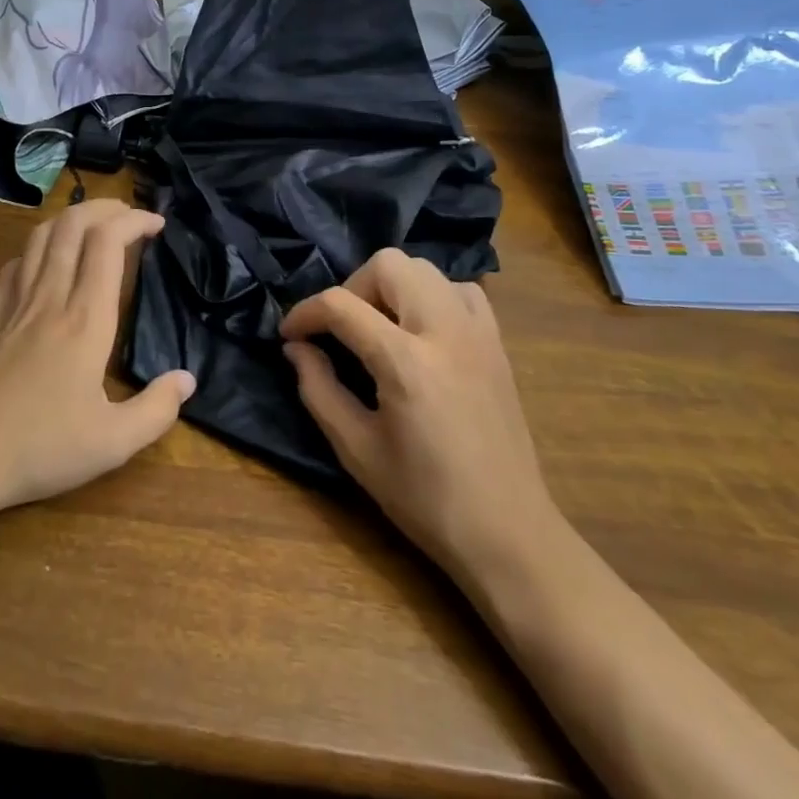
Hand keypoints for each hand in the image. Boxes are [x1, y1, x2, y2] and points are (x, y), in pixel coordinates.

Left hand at [0, 199, 195, 522]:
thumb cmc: (39, 448)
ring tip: (95, 226)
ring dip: (71, 218)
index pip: (108, 243)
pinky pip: (16, 264)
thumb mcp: (112, 443)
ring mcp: (16, 304)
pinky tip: (46, 262)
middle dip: (105, 207)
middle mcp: (50, 297)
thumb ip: (156, 410)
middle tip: (131, 216)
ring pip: (41, 236)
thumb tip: (187, 379)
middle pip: (73, 224)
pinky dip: (37, 248)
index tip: (158, 225)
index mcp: (85, 319)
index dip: (135, 221)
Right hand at [281, 249, 558, 579]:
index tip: (290, 334)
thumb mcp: (357, 450)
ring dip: (390, 286)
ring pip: (423, 269)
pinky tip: (421, 332)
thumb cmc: (426, 499)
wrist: (509, 533)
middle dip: (351, 287)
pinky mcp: (496, 342)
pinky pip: (458, 290)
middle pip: (387, 265)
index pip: (341, 305)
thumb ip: (318, 389)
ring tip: (378, 328)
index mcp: (405, 362)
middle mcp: (443, 331)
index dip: (305, 313)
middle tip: (340, 329)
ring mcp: (477, 331)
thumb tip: (296, 348)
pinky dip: (431, 296)